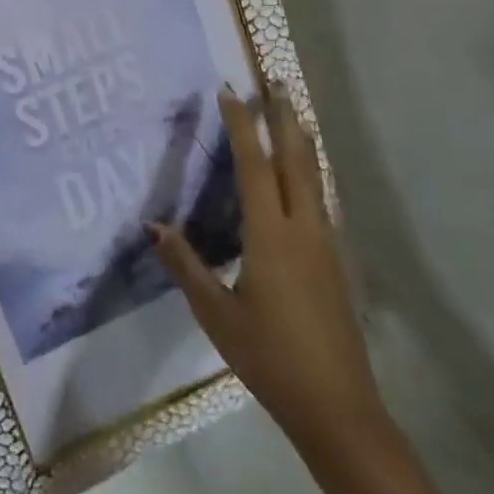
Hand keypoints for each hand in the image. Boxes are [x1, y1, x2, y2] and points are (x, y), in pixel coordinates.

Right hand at [151, 84, 383, 454]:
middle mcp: (304, 230)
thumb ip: (186, 265)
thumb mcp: (216, 314)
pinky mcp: (336, 263)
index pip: (255, 166)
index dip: (242, 126)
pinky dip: (310, 172)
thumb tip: (153, 224)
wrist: (340, 410)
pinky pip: (320, 200)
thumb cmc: (270, 357)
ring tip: (292, 114)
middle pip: (297, 160)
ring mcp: (326, 246)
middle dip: (284, 118)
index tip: (230, 91)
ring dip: (301, 141)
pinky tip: (304, 177)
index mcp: (272, 236)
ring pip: (315, 178)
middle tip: (276, 82)